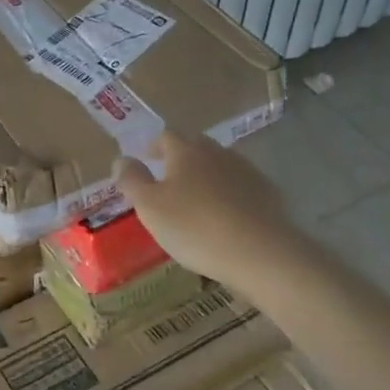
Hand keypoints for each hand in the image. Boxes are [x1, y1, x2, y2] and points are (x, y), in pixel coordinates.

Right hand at [113, 130, 303, 291]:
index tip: (146, 159)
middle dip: (180, 158)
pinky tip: (225, 216)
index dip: (153, 146)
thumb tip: (122, 159)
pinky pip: (240, 187)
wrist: (260, 253)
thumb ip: (132, 180)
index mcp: (186, 151)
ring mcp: (246, 172)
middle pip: (195, 147)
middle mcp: (217, 153)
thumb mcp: (149, 207)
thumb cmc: (194, 227)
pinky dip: (228, 195)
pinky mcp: (268, 194)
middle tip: (168, 179)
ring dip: (205, 176)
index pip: (166, 136)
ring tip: (195, 200)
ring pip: (219, 166)